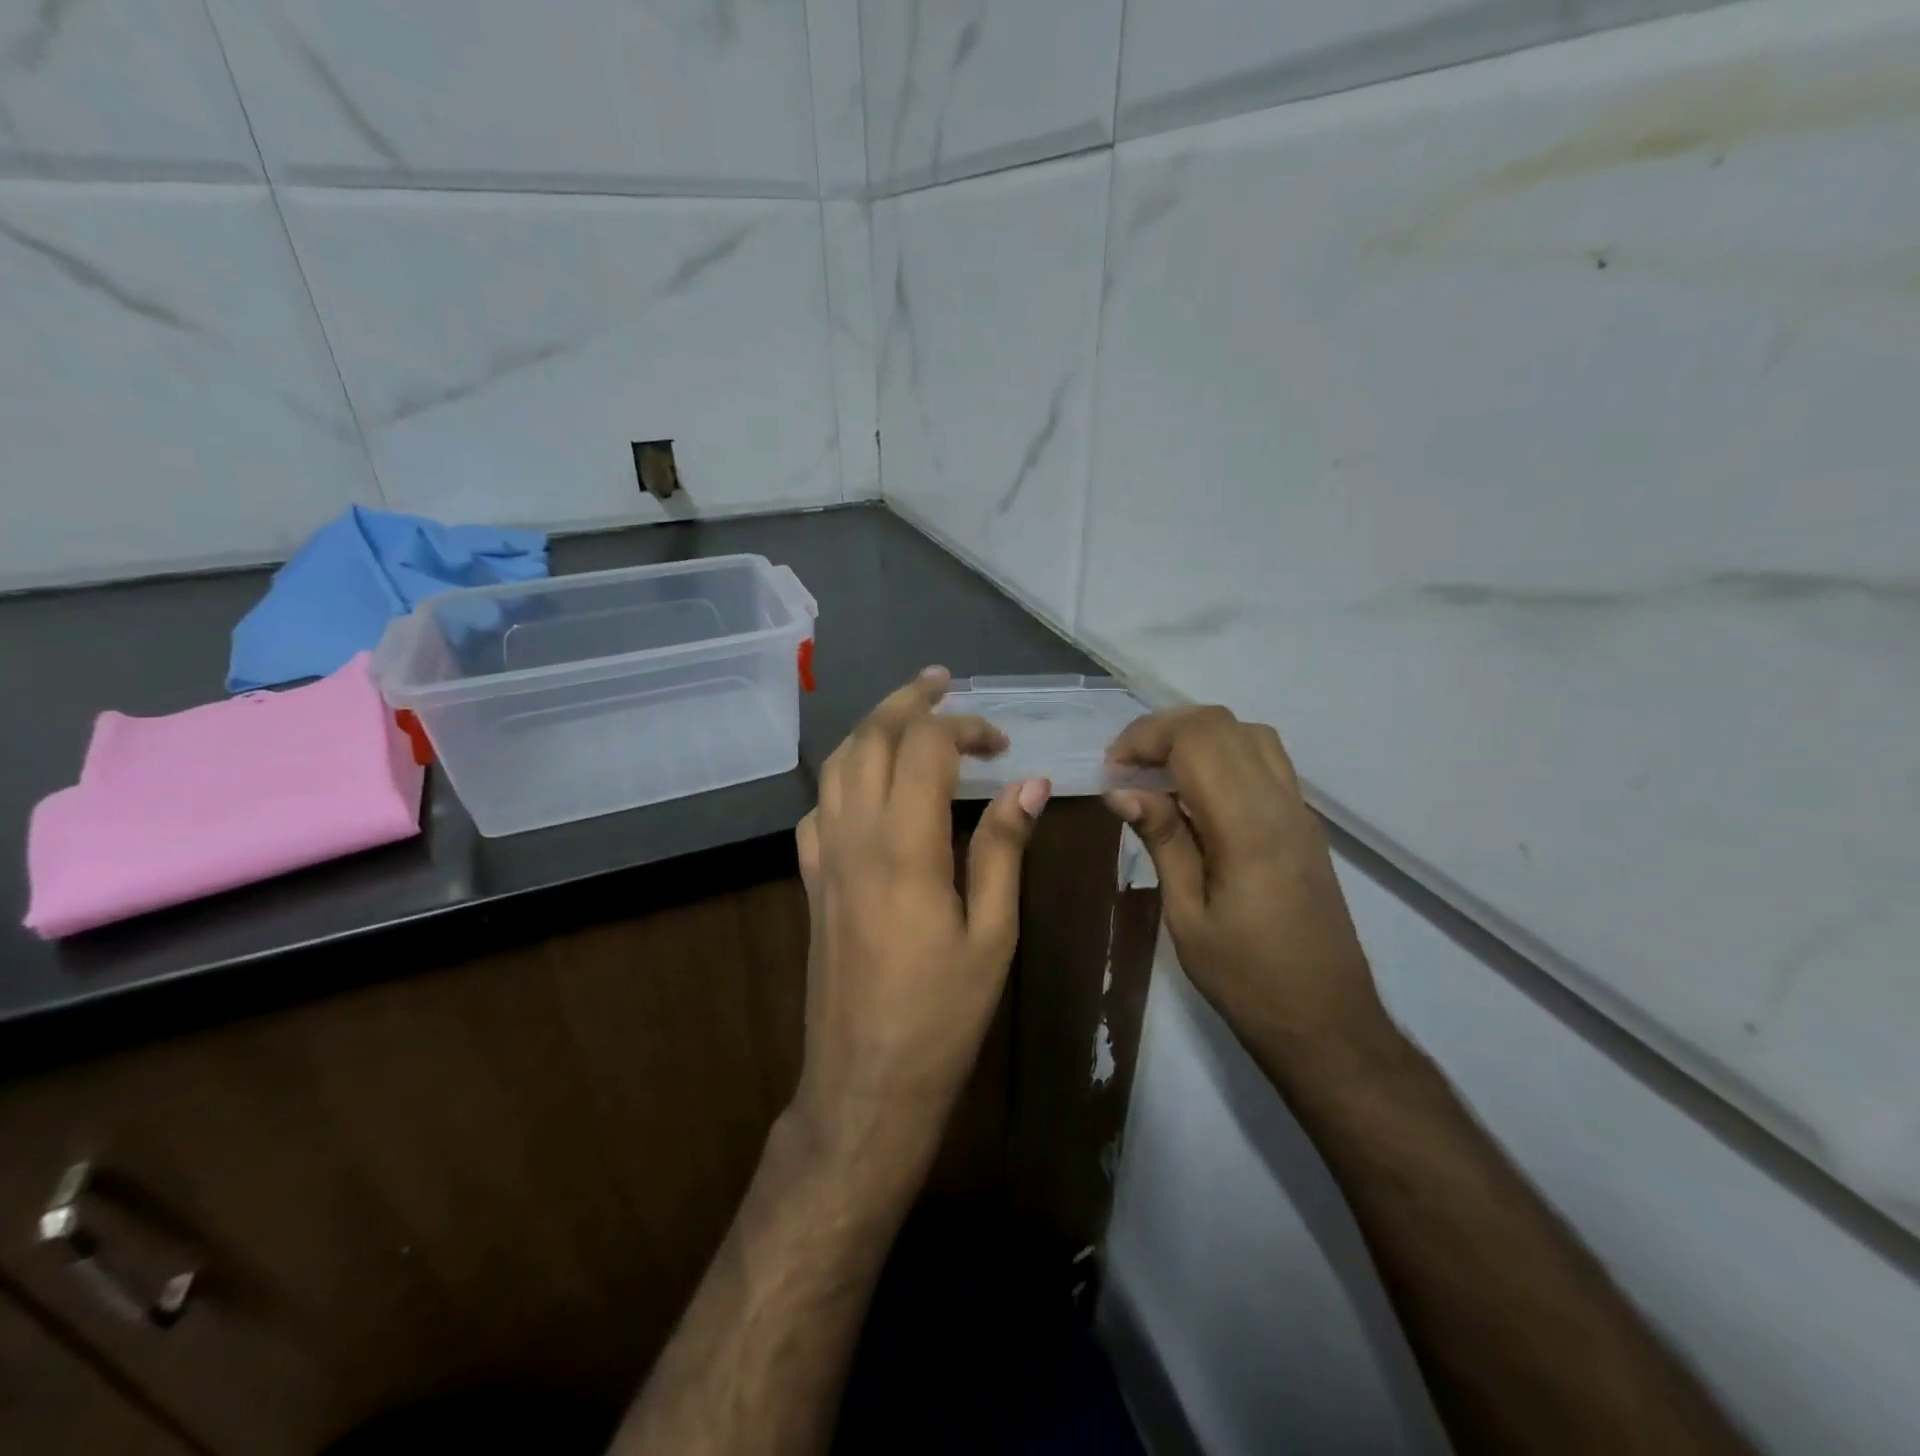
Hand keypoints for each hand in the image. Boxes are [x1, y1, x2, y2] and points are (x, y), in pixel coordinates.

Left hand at [793, 668, 1050, 1168]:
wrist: (866, 1083)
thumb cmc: (942, 1015)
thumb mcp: (992, 933)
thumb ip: (1003, 849)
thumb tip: (1028, 782)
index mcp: (905, 847)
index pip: (925, 748)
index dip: (964, 727)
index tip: (1001, 743)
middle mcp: (854, 837)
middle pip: (869, 739)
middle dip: (906, 701)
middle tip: (941, 683)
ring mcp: (824, 857)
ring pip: (835, 764)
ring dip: (870, 729)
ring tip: (906, 717)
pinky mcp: (811, 881)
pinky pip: (818, 807)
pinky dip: (844, 776)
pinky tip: (868, 786)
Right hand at [1105, 707, 1396, 1086]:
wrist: (1327, 1022)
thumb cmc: (1246, 979)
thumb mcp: (1187, 915)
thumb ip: (1163, 841)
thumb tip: (1123, 792)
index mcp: (1247, 826)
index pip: (1197, 739)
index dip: (1146, 738)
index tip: (1111, 769)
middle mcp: (1280, 803)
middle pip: (1223, 725)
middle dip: (1165, 730)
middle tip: (1127, 768)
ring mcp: (1299, 811)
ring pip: (1249, 735)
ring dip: (1197, 738)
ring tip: (1158, 774)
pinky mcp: (1305, 825)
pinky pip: (1265, 762)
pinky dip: (1223, 756)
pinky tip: (1196, 796)